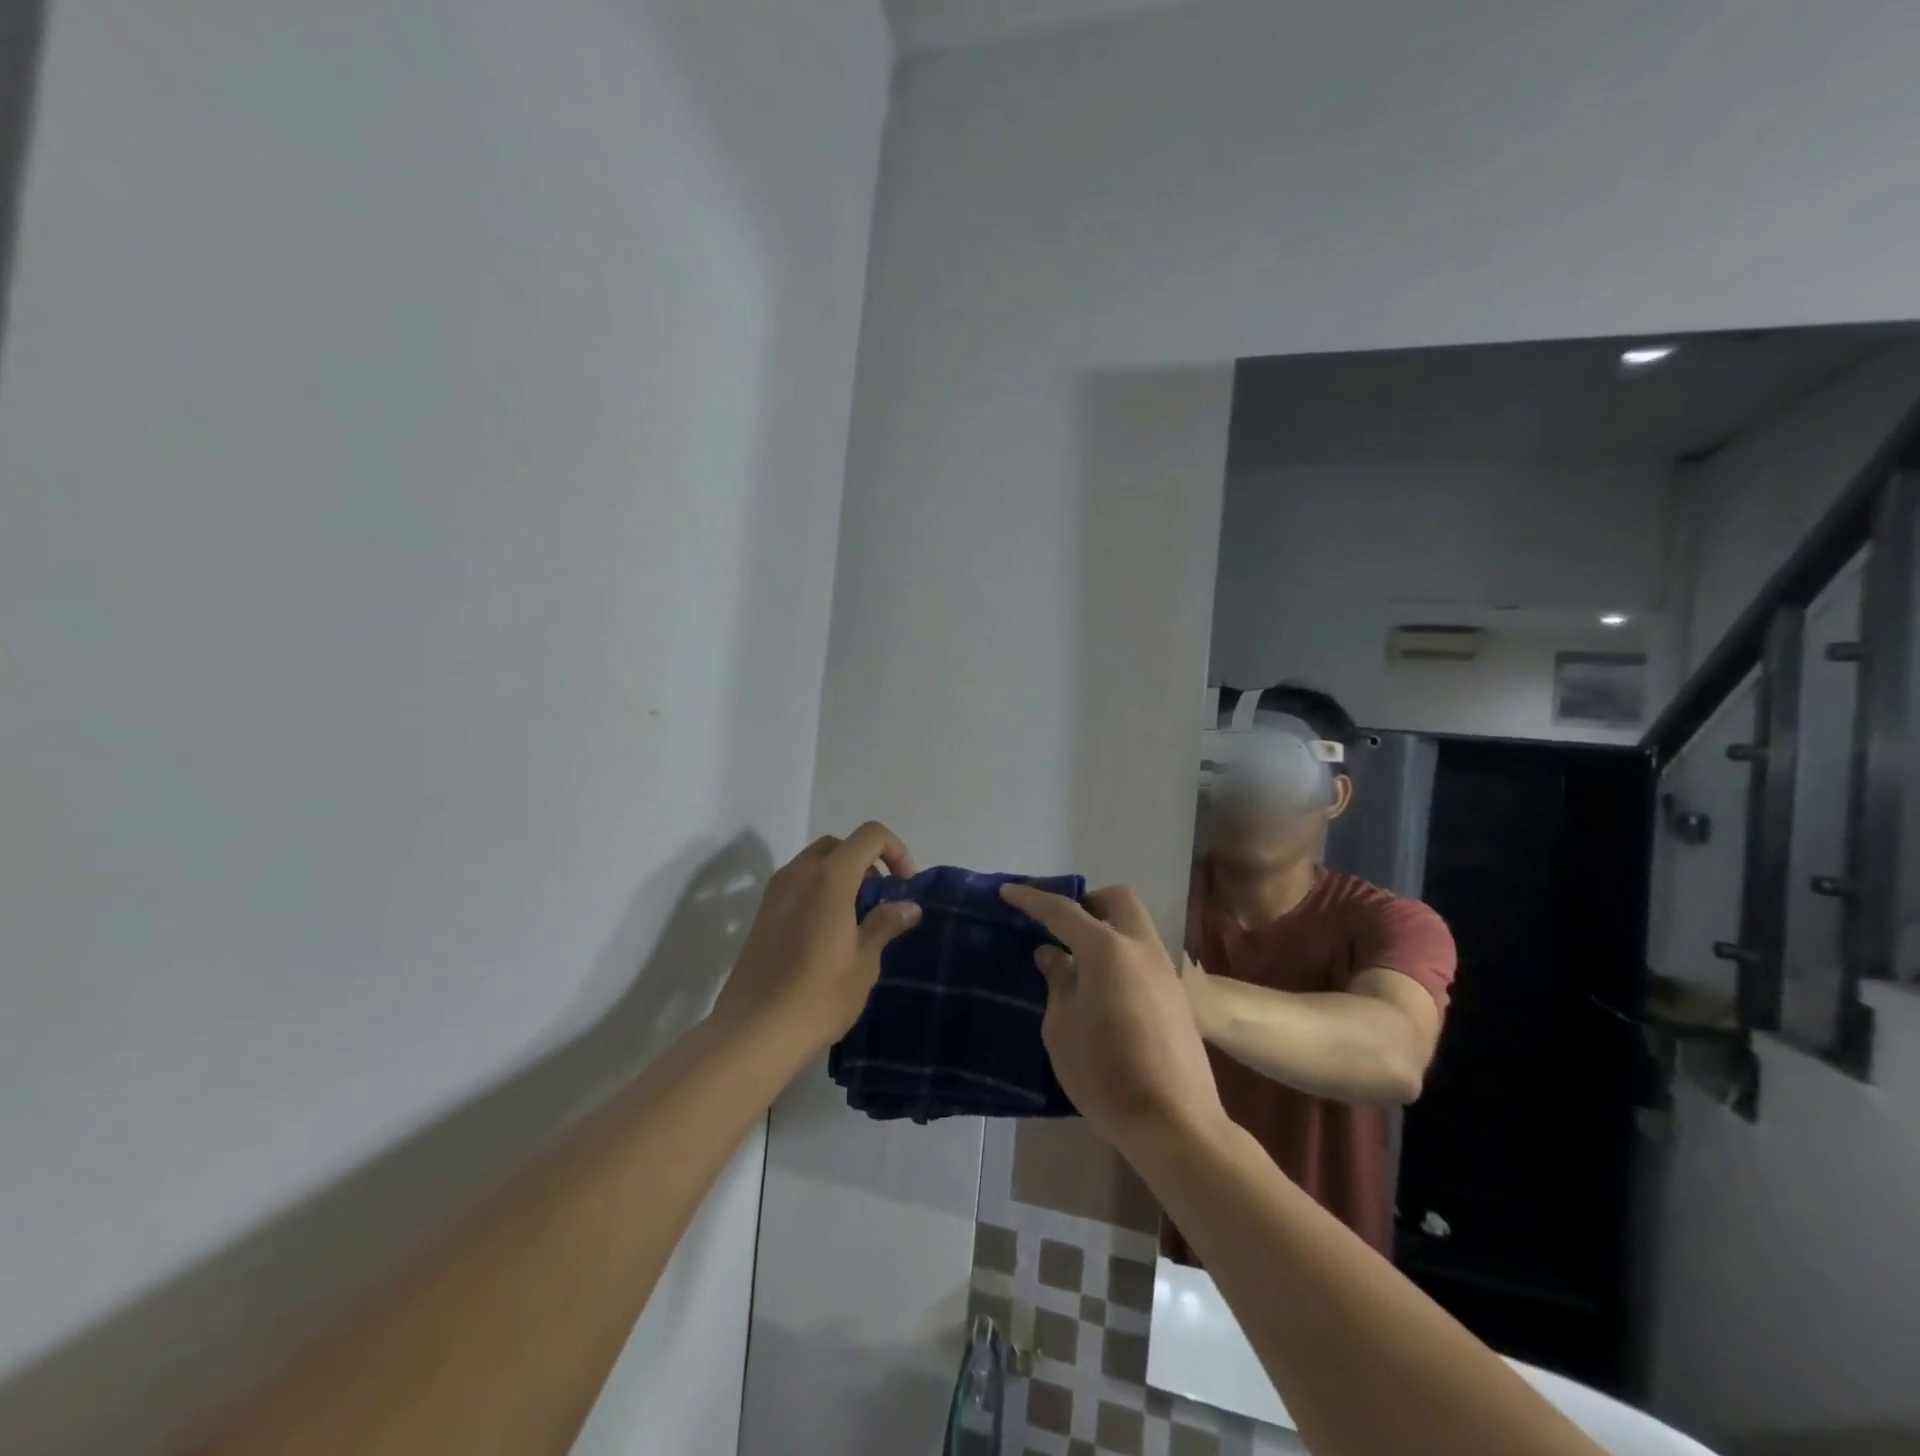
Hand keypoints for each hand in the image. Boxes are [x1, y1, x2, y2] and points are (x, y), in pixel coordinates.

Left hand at [712, 822, 922, 1055]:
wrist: (754, 1032)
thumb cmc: (819, 994)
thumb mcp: (864, 961)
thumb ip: (885, 924)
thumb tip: (908, 906)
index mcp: (830, 876)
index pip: (870, 835)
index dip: (896, 851)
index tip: (906, 886)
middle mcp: (799, 872)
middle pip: (840, 845)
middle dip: (867, 863)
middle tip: (881, 901)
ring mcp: (775, 892)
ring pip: (815, 864)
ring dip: (842, 878)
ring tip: (857, 920)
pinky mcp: (762, 914)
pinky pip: (798, 885)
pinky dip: (819, 892)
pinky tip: (828, 934)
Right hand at [1000, 882, 1226, 1154]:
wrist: (1175, 1123)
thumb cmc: (1106, 1074)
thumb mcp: (1062, 1029)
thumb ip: (1058, 982)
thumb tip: (1053, 955)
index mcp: (1107, 951)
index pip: (1063, 911)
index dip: (1032, 899)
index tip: (1008, 891)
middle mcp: (1141, 948)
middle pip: (1117, 900)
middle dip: (1087, 903)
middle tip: (1060, 927)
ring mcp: (1164, 970)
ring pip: (1135, 927)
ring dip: (1106, 930)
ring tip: (1078, 963)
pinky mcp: (1176, 995)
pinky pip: (1143, 956)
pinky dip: (1120, 956)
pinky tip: (1103, 991)